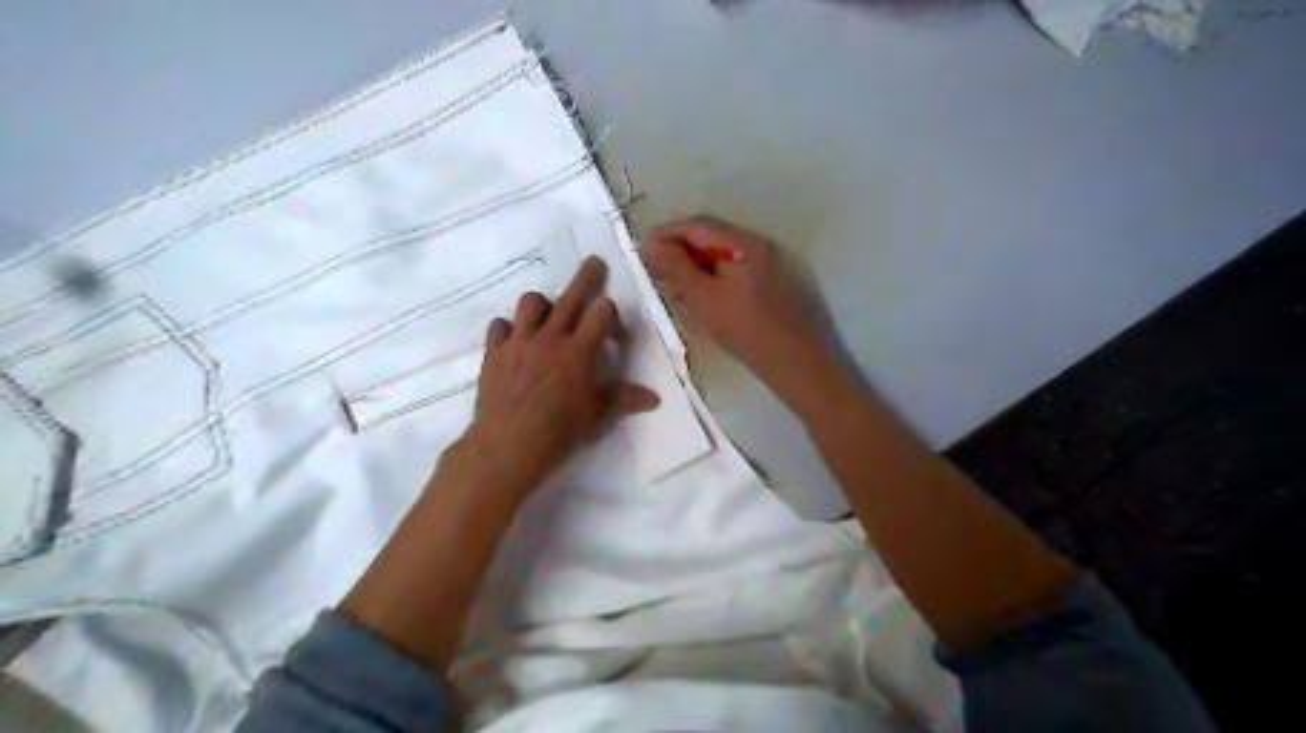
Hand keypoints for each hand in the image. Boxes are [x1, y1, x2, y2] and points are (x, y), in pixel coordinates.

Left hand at [462, 252, 664, 497]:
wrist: (508, 444)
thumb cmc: (560, 431)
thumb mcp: (598, 417)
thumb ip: (625, 400)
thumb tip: (655, 398)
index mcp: (580, 350)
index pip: (603, 311)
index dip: (612, 316)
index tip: (612, 335)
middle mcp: (550, 337)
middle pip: (571, 295)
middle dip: (587, 277)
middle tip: (595, 263)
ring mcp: (519, 341)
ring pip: (531, 302)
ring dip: (543, 305)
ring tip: (549, 316)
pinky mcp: (494, 352)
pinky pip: (499, 326)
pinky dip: (509, 329)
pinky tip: (514, 341)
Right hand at [644, 214, 823, 378]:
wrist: (787, 357)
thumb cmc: (742, 325)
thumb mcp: (702, 296)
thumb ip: (676, 267)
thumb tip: (650, 244)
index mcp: (741, 242)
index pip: (696, 226)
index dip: (666, 234)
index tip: (642, 249)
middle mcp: (752, 245)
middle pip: (706, 237)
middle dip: (676, 250)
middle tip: (651, 267)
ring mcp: (758, 264)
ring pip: (715, 256)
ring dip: (689, 265)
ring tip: (665, 284)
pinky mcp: (759, 283)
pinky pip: (725, 271)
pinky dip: (704, 277)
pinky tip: (688, 295)